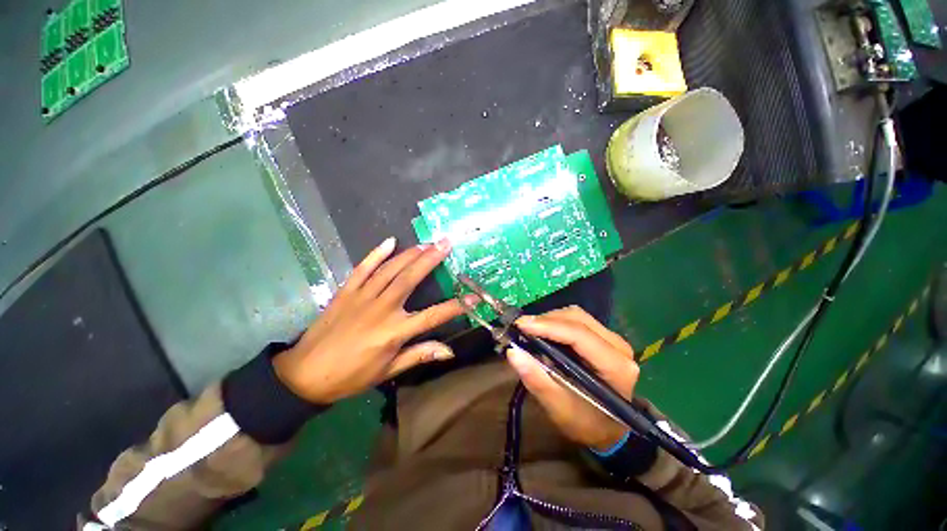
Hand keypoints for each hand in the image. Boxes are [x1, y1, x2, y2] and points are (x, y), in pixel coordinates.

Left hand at [273, 237, 472, 404]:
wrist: (303, 374)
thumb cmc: (350, 376)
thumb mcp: (387, 372)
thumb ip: (419, 355)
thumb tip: (449, 351)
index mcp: (394, 332)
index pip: (433, 316)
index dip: (457, 306)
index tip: (475, 296)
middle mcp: (381, 309)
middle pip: (410, 279)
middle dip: (431, 259)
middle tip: (446, 243)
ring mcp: (362, 297)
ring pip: (390, 269)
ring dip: (410, 254)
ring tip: (427, 243)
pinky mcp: (346, 291)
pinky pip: (363, 268)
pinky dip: (376, 253)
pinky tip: (390, 242)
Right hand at [506, 306, 638, 451]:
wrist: (608, 429)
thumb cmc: (586, 423)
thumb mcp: (559, 408)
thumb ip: (537, 380)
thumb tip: (513, 352)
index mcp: (615, 367)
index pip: (579, 335)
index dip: (548, 326)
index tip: (520, 325)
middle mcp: (619, 347)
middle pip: (578, 319)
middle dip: (546, 320)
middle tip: (521, 329)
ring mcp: (613, 340)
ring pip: (577, 315)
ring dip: (550, 319)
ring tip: (530, 331)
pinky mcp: (604, 337)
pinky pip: (577, 320)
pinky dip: (556, 322)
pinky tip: (544, 333)